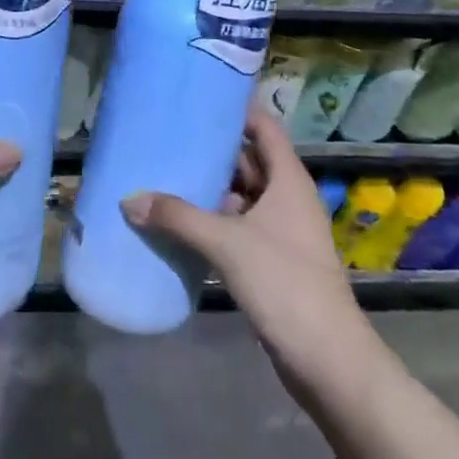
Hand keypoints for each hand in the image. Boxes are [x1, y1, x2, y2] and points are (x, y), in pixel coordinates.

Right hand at [122, 107, 359, 379]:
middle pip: (249, 161)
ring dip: (211, 190)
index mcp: (288, 180)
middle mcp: (288, 198)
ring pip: (242, 197)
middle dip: (213, 151)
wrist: (328, 360)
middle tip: (171, 136)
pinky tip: (181, 224)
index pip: (264, 127)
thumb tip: (130, 199)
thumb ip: (178, 217)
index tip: (201, 98)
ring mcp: (283, 232)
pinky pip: (239, 228)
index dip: (237, 110)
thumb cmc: (284, 283)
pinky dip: (214, 222)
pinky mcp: (274, 262)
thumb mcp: (226, 243)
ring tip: (167, 175)